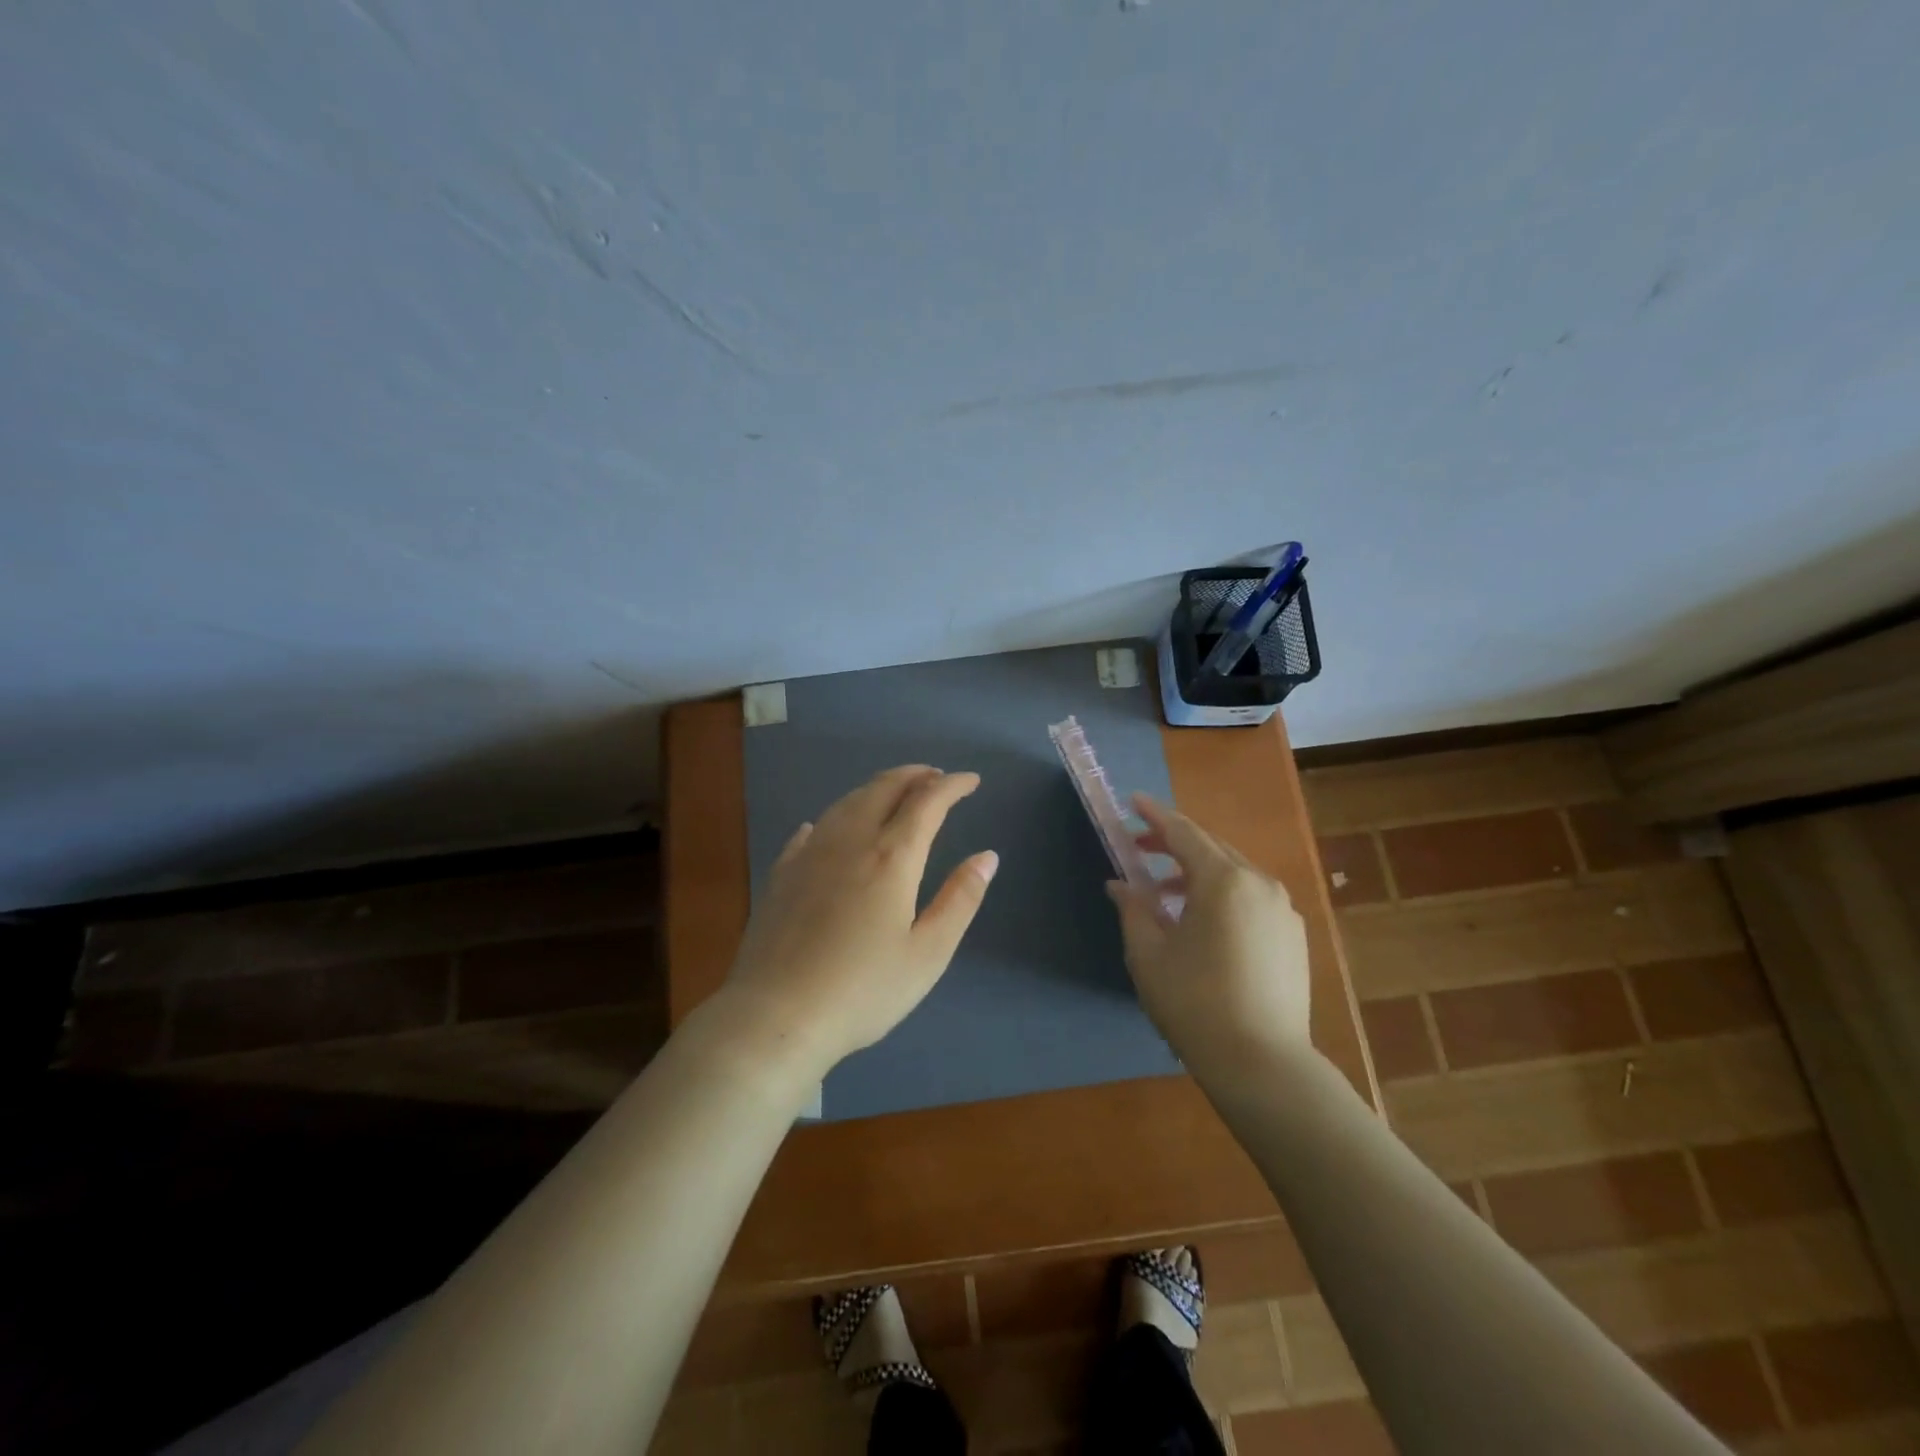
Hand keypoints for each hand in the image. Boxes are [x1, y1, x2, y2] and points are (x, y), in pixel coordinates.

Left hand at [721, 765, 998, 1073]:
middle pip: (883, 788)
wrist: (776, 1015)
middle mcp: (850, 841)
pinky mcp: (782, 873)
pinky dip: (834, 818)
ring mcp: (810, 854)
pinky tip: (829, 827)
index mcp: (891, 857)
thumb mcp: (928, 953)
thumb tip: (987, 857)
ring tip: (894, 793)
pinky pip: (812, 830)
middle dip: (914, 776)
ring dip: (877, 788)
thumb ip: (960, 899)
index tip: (971, 780)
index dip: (952, 786)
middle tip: (935, 777)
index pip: (927, 802)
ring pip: (847, 802)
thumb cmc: (863, 990)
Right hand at [1107, 795, 1310, 1075]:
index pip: (1183, 832)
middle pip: (1211, 848)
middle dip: (1174, 843)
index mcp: (1223, 880)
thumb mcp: (1148, 954)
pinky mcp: (1293, 936)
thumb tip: (1121, 885)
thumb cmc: (1194, 1003)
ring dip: (1197, 872)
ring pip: (1234, 873)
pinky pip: (1251, 898)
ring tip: (1165, 895)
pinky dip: (1222, 895)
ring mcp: (1283, 910)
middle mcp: (1259, 883)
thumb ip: (1133, 909)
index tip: (1133, 801)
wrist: (1263, 1064)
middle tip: (1139, 848)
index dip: (1155, 815)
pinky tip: (1203, 923)